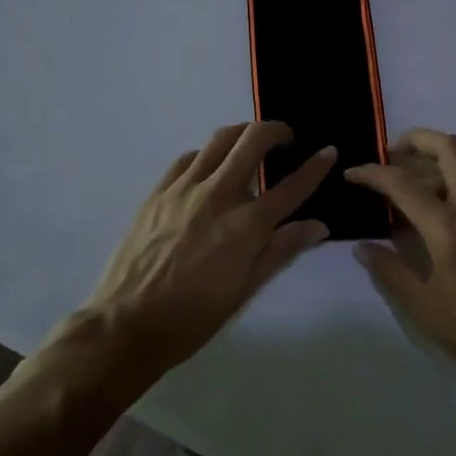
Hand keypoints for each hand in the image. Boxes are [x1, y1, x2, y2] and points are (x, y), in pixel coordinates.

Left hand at [79, 122, 334, 376]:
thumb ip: (282, 251)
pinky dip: (207, 155)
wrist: (126, 325)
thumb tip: (319, 226)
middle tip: (285, 141)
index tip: (329, 152)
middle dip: (277, 130)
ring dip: (243, 135)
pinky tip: (209, 170)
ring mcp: (184, 189)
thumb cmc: (193, 317)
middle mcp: (218, 196)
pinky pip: (188, 158)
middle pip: (254, 140)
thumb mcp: (245, 290)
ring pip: (220, 139)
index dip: (316, 166)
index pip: (292, 186)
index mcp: (246, 226)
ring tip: (249, 147)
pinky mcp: (158, 191)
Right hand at [346, 129, 455, 409]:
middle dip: (417, 140)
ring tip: (400, 183)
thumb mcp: (423, 308)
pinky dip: (444, 183)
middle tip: (389, 156)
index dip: (373, 173)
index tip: (351, 173)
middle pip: (450, 148)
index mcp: (449, 228)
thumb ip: (389, 271)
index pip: (404, 184)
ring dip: (431, 161)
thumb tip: (362, 248)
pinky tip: (424, 211)